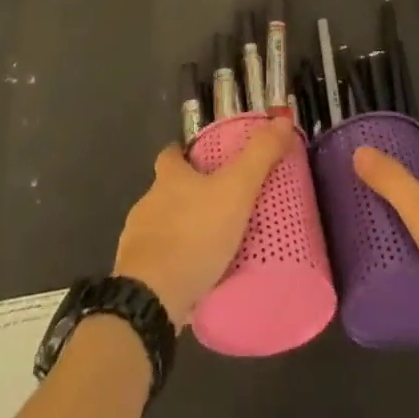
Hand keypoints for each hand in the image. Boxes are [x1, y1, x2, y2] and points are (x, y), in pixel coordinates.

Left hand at [114, 119, 295, 328]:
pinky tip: (192, 279)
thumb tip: (283, 120)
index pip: (170, 155)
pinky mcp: (135, 276)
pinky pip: (156, 264)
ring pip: (160, 228)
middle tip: (218, 208)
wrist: (151, 297)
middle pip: (165, 191)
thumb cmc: (194, 234)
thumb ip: (259, 156)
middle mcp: (148, 202)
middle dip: (186, 197)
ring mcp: (137, 241)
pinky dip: (172, 266)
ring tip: (210, 248)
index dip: (184, 155)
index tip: (201, 162)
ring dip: (179, 233)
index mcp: (169, 177)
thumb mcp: (235, 190)